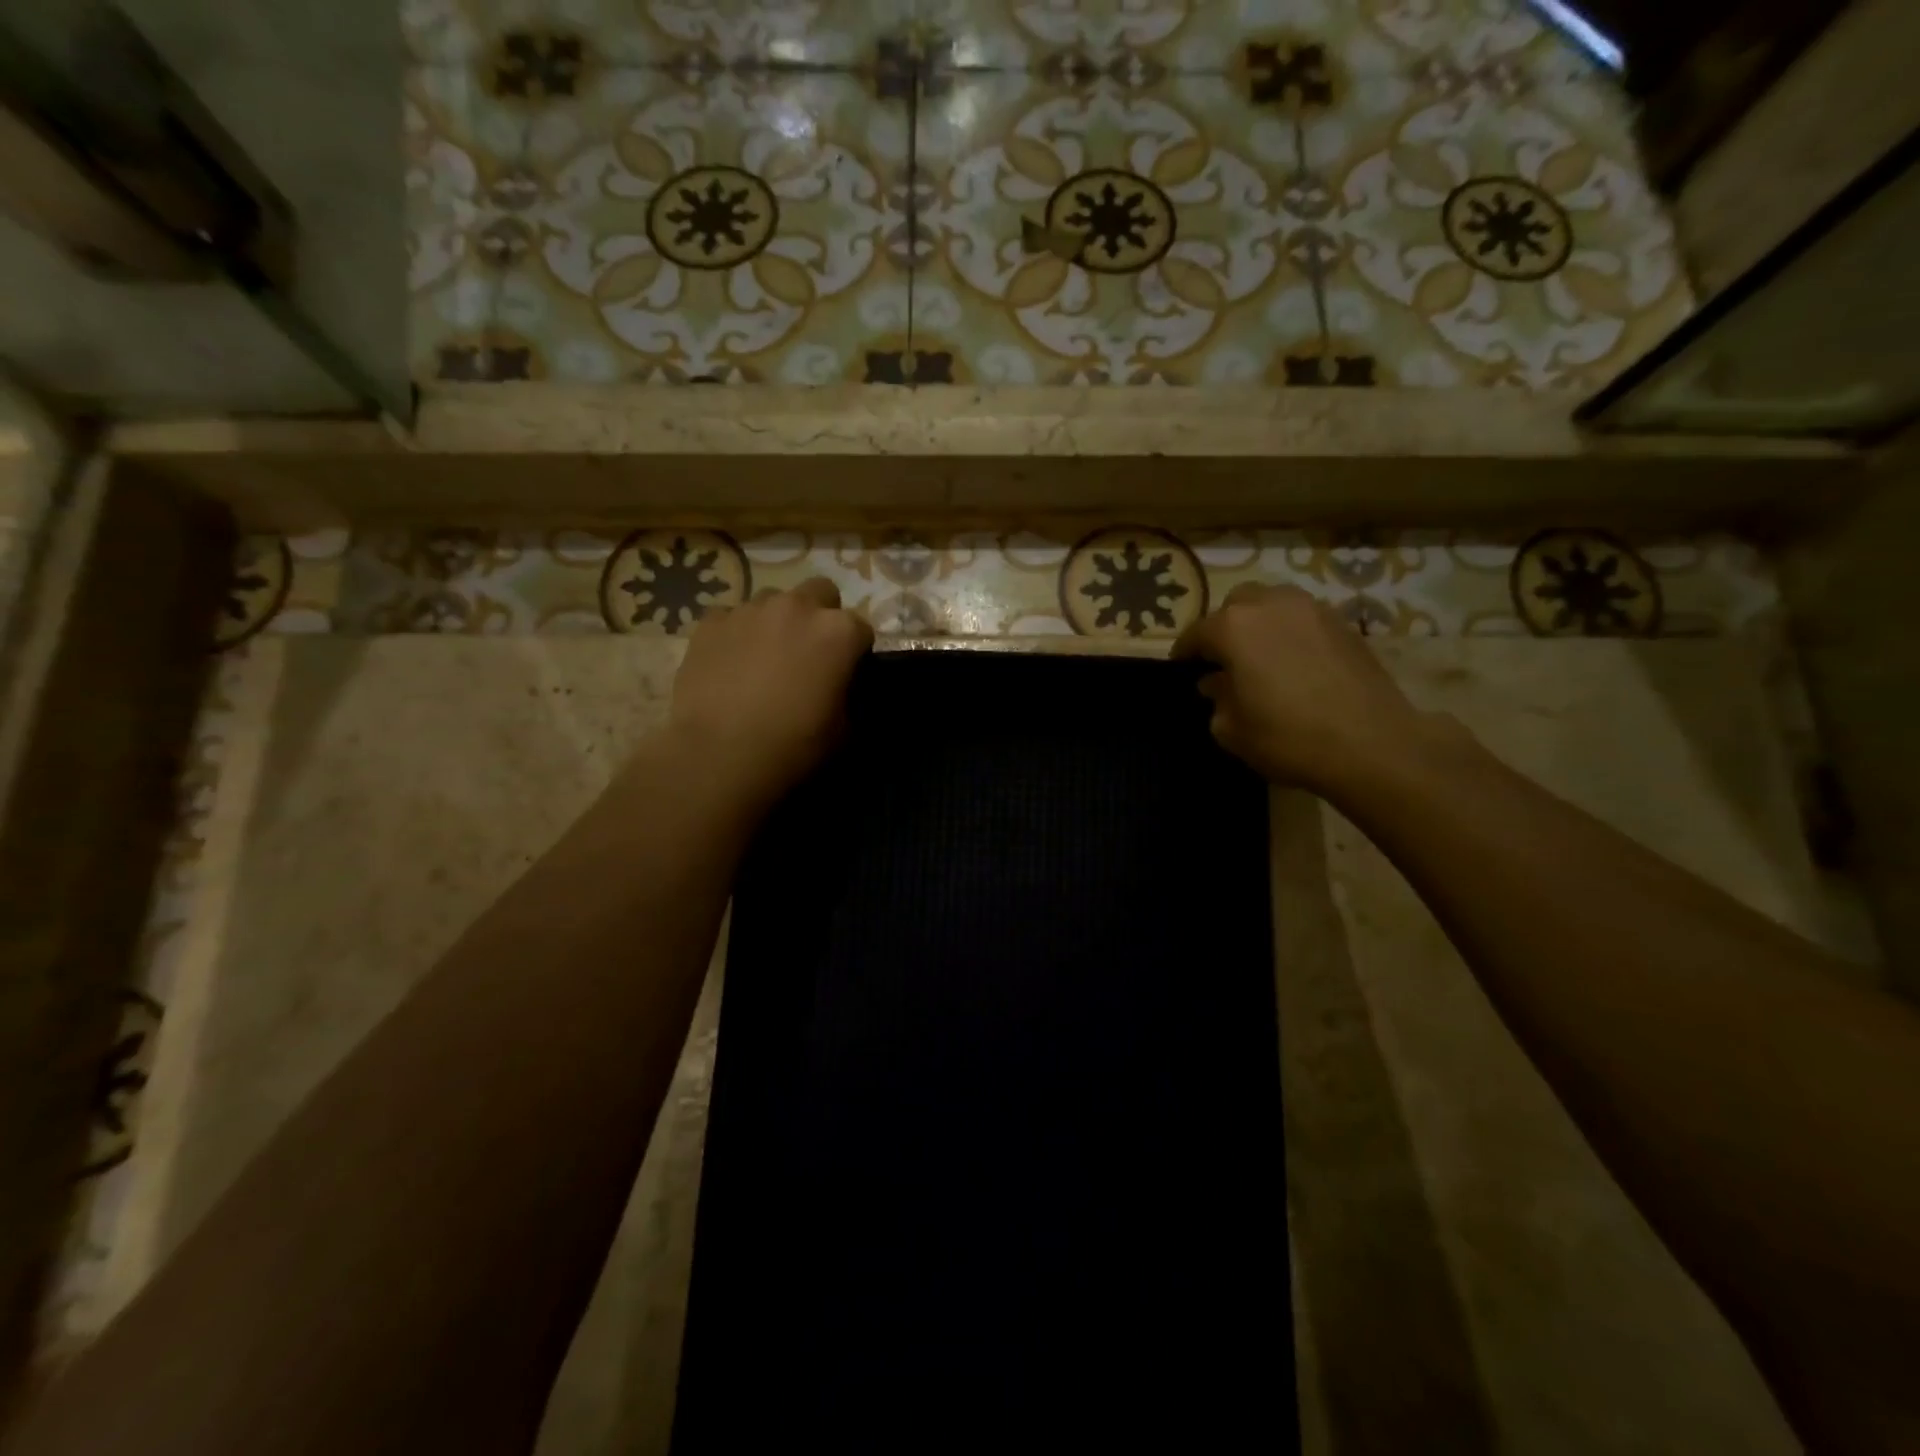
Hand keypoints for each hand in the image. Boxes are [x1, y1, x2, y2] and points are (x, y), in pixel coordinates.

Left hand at [667, 577, 872, 811]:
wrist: (719, 754)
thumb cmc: (792, 745)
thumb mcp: (843, 730)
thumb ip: (847, 696)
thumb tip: (838, 689)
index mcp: (839, 632)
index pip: (861, 629)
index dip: (856, 652)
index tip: (846, 674)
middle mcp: (798, 607)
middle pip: (821, 593)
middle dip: (820, 615)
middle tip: (809, 652)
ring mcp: (751, 609)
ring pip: (774, 600)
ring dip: (778, 621)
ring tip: (766, 656)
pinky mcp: (712, 621)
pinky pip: (733, 618)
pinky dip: (737, 634)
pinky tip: (731, 663)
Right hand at [1172, 583, 1434, 793]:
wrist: (1372, 744)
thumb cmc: (1288, 738)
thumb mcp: (1232, 730)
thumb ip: (1216, 699)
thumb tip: (1216, 683)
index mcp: (1233, 627)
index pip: (1196, 633)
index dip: (1185, 653)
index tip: (1182, 669)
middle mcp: (1271, 605)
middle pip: (1236, 605)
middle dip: (1224, 627)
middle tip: (1224, 659)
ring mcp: (1312, 609)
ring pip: (1273, 603)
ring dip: (1260, 624)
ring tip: (1261, 655)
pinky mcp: (1345, 623)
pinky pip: (1304, 618)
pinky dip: (1292, 632)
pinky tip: (1295, 663)